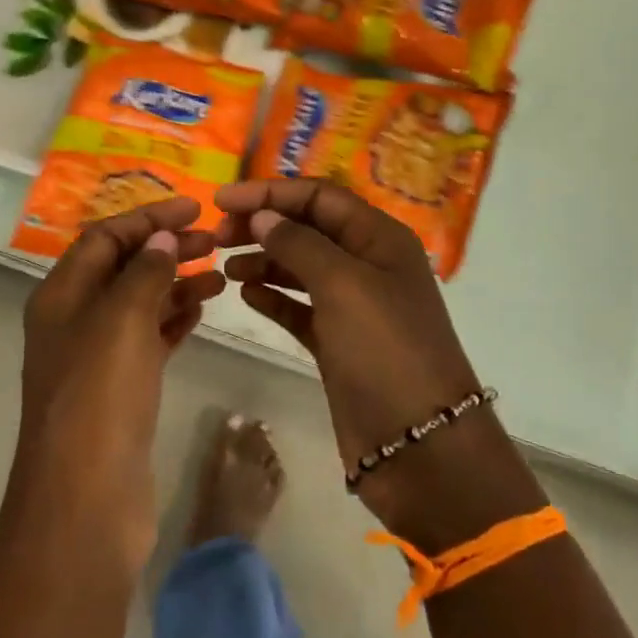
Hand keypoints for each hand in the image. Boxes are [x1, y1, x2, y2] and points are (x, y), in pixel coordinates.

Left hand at [17, 196, 225, 557]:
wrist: (85, 499)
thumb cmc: (99, 397)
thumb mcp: (121, 320)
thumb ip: (144, 272)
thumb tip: (161, 238)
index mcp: (62, 295)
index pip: (105, 237)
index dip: (148, 218)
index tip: (195, 207)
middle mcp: (75, 320)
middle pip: (123, 267)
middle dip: (167, 248)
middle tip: (216, 239)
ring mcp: (97, 357)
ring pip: (140, 303)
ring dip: (177, 282)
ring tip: (221, 273)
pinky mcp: (121, 390)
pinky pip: (150, 339)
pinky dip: (175, 320)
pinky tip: (204, 309)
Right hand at [215, 179, 531, 540]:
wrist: (420, 445)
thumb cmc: (385, 350)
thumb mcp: (343, 285)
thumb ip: (299, 243)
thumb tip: (264, 215)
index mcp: (379, 237)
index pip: (319, 196)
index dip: (270, 192)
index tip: (222, 199)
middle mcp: (368, 264)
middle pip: (308, 228)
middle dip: (264, 224)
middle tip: (218, 234)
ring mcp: (354, 305)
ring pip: (301, 267)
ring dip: (264, 260)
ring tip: (226, 266)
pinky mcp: (338, 342)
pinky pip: (300, 307)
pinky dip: (274, 297)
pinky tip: (246, 295)